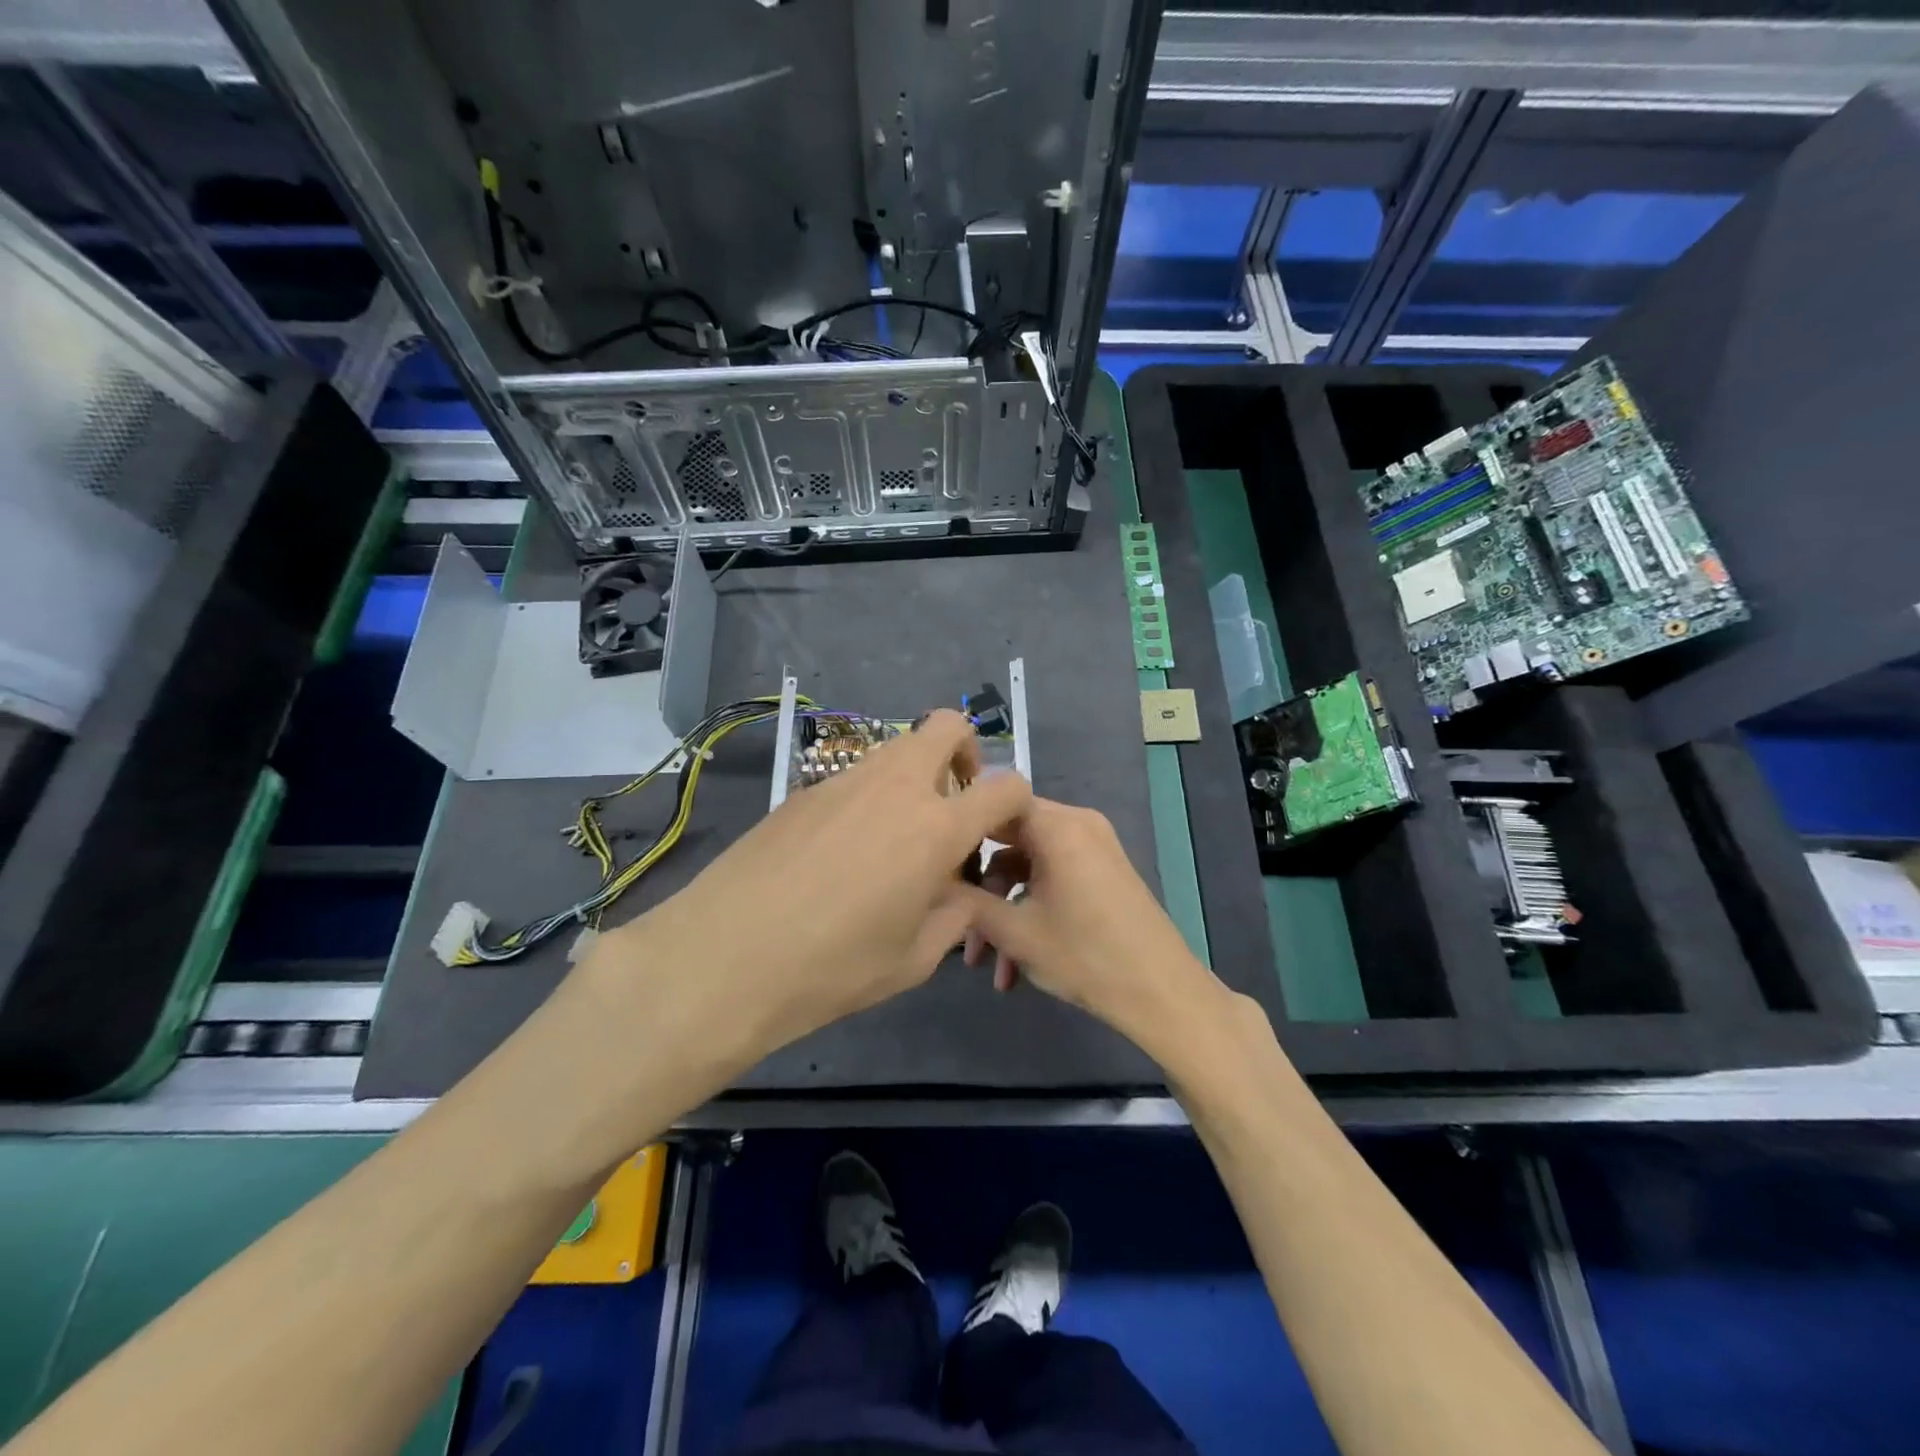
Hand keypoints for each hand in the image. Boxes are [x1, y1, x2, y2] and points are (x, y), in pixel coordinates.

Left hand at [580, 709, 1030, 1075]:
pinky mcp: (804, 790)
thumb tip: (958, 888)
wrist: (725, 957)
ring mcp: (845, 781)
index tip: (1001, 830)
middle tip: (952, 805)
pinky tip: (842, 853)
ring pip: (898, 748)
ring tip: (895, 839)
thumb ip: (954, 914)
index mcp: (935, 828)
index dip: (1016, 801)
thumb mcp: (914, 959)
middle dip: (965, 754)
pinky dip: (869, 798)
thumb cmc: (832, 968)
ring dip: (915, 776)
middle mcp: (896, 787)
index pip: (1004, 784)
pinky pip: (855, 777)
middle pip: (947, 726)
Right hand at [957, 797, 1225, 1056]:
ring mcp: (1092, 848)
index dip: (961, 826)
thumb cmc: (1085, 956)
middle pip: (1010, 839)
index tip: (933, 858)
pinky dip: (1031, 911)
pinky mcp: (1101, 873)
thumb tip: (933, 884)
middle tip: (958, 925)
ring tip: (988, 966)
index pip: (995, 802)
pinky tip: (1015, 966)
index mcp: (1057, 825)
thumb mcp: (1015, 932)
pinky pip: (1053, 878)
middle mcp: (1077, 824)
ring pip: (1029, 867)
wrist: (1162, 994)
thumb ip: (967, 902)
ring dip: (1005, 912)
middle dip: (981, 888)